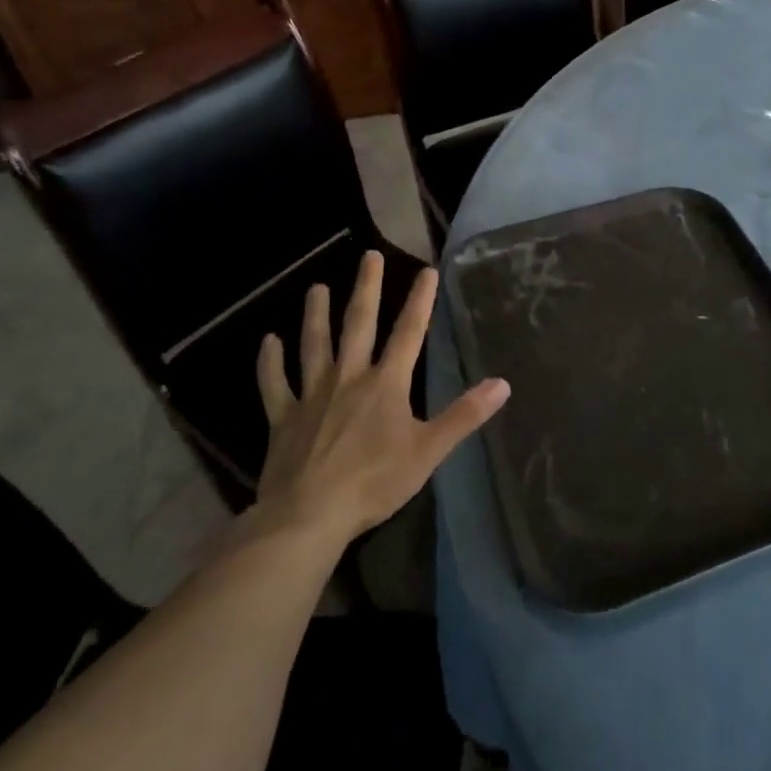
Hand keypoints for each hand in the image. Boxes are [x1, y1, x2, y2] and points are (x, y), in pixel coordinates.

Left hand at [251, 251, 508, 546]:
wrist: (309, 515)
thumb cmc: (375, 482)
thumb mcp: (429, 450)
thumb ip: (465, 415)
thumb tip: (503, 384)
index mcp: (386, 384)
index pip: (408, 333)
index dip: (420, 301)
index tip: (427, 270)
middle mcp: (348, 378)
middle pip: (358, 325)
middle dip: (367, 289)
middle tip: (369, 256)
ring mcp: (312, 396)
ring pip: (314, 346)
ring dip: (315, 315)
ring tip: (317, 288)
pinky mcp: (283, 419)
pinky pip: (274, 384)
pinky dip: (270, 362)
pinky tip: (268, 342)